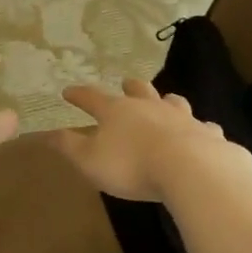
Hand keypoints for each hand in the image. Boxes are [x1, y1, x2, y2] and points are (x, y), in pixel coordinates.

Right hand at [51, 80, 251, 201]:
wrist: (190, 169)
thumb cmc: (131, 165)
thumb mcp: (89, 160)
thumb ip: (68, 146)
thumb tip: (45, 132)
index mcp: (117, 111)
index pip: (91, 98)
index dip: (78, 95)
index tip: (68, 91)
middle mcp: (149, 106)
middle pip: (138, 90)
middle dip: (129, 87)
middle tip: (125, 84)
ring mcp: (181, 117)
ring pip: (172, 101)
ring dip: (165, 101)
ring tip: (165, 102)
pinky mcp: (206, 133)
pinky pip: (202, 126)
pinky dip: (199, 128)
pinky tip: (201, 132)